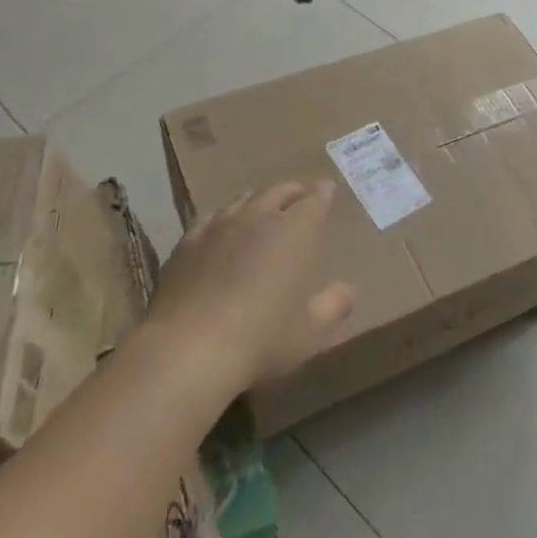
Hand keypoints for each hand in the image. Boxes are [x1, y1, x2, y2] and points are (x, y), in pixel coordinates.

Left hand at [145, 181, 353, 394]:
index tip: (327, 189)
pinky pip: (212, 216)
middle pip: (279, 191)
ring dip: (259, 200)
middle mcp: (260, 216)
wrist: (188, 348)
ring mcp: (220, 225)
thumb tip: (348, 290)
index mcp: (297, 230)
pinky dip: (225, 217)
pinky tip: (222, 228)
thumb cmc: (262, 338)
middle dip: (293, 192)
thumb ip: (334, 306)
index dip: (323, 192)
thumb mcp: (311, 331)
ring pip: (244, 199)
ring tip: (263, 209)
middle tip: (299, 197)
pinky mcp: (188, 241)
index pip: (315, 199)